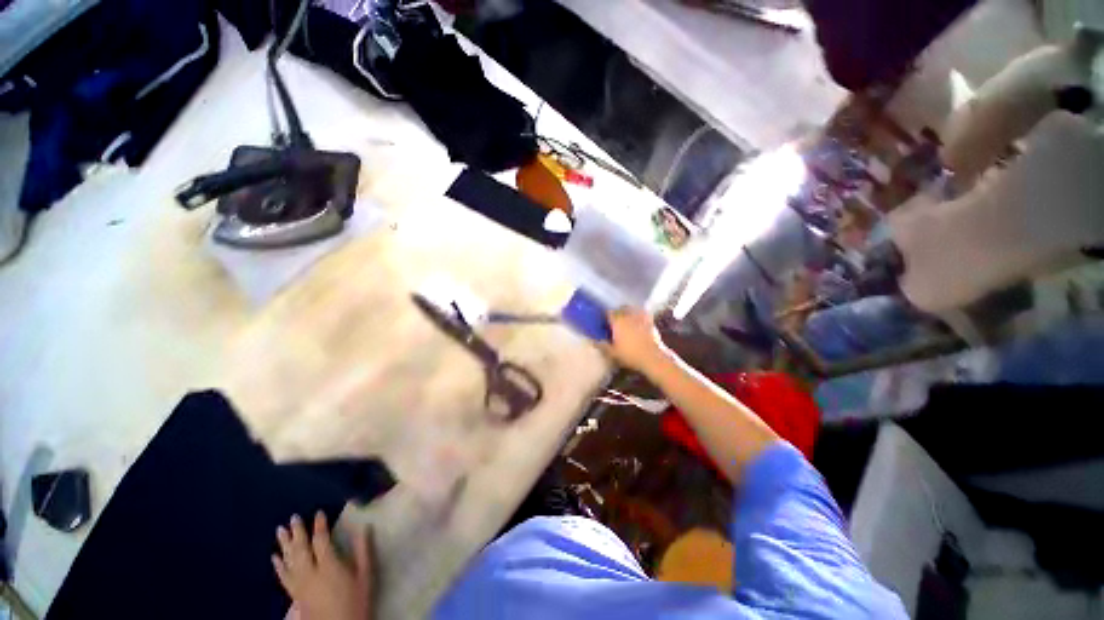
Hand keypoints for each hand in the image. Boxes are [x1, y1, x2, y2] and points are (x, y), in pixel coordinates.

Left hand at [273, 511, 373, 619]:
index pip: (321, 541)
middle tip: (293, 517)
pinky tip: (274, 557)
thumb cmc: (356, 600)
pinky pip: (283, 577)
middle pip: (301, 549)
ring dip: (284, 545)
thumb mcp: (365, 575)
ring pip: (289, 561)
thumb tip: (364, 526)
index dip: (319, 526)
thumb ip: (363, 550)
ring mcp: (300, 585)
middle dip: (297, 532)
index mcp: (329, 566)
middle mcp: (310, 573)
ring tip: (280, 531)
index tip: (319, 512)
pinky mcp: (295, 596)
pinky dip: (278, 566)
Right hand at [602, 308, 670, 374]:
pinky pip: (643, 313)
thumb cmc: (630, 354)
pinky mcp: (650, 320)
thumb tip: (594, 341)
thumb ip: (603, 346)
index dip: (606, 317)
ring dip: (628, 311)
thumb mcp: (613, 353)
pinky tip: (638, 320)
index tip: (605, 322)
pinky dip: (639, 314)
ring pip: (632, 309)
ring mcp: (640, 317)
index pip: (609, 313)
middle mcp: (628, 315)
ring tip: (626, 318)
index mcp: (617, 321)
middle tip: (614, 320)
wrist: (652, 357)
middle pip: (620, 309)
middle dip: (617, 313)